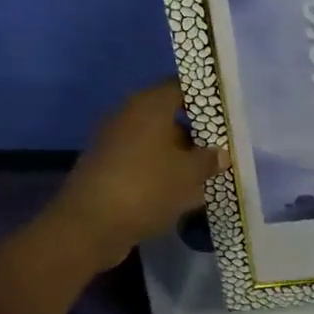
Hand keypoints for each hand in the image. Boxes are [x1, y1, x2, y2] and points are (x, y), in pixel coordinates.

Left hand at [47, 78, 228, 269]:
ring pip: (154, 143)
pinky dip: (160, 173)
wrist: (89, 225)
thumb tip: (221, 153)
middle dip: (194, 133)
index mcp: (149, 105)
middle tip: (219, 148)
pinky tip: (180, 194)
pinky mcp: (106, 169)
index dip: (203, 97)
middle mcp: (128, 116)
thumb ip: (209, 160)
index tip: (224, 112)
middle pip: (167, 116)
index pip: (180, 87)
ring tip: (205, 176)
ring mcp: (113, 143)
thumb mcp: (189, 174)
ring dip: (178, 156)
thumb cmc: (147, 187)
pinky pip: (141, 163)